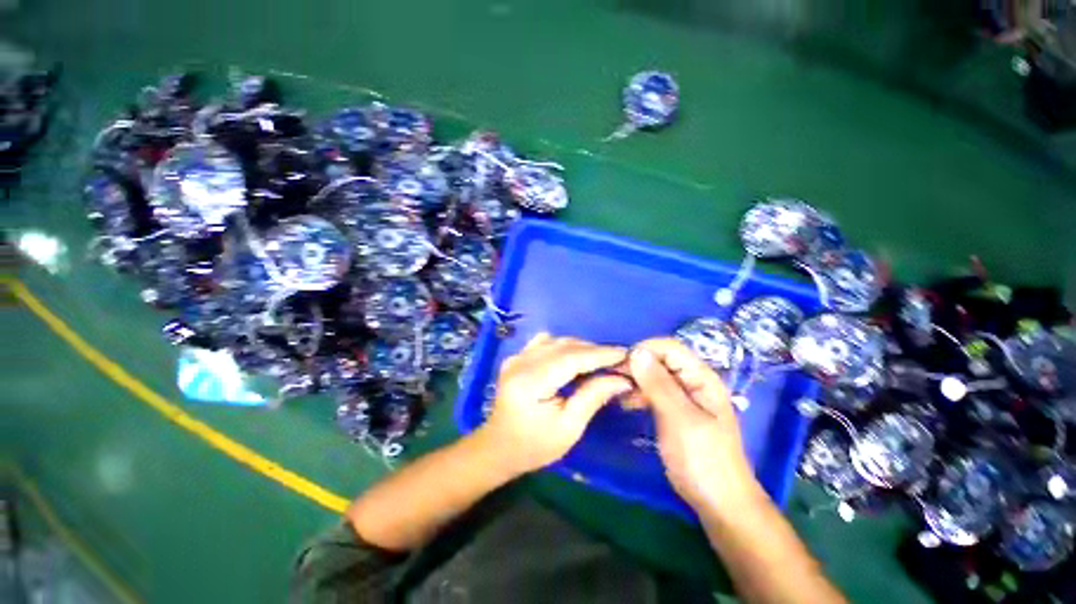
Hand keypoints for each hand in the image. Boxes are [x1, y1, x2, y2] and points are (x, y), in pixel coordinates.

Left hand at [480, 333, 631, 475]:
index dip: (599, 354)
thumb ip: (593, 397)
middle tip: (618, 360)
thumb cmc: (534, 446)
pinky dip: (564, 346)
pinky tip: (574, 358)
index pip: (571, 358)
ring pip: (556, 340)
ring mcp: (516, 357)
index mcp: (530, 382)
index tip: (625, 354)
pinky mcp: (517, 357)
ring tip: (600, 361)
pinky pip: (545, 342)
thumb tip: (621, 379)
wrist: (499, 447)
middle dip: (594, 350)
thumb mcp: (569, 428)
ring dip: (581, 347)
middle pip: (564, 346)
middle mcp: (520, 362)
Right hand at [629, 338, 764, 511]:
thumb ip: (659, 384)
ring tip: (616, 391)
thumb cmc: (703, 460)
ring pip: (654, 374)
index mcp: (701, 377)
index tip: (620, 364)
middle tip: (613, 378)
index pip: (670, 347)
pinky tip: (626, 403)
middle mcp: (692, 380)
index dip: (644, 349)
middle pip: (661, 358)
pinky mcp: (674, 409)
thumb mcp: (680, 420)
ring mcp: (683, 395)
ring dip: (635, 378)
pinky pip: (653, 390)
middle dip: (636, 364)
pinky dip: (638, 392)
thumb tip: (636, 351)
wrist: (718, 502)